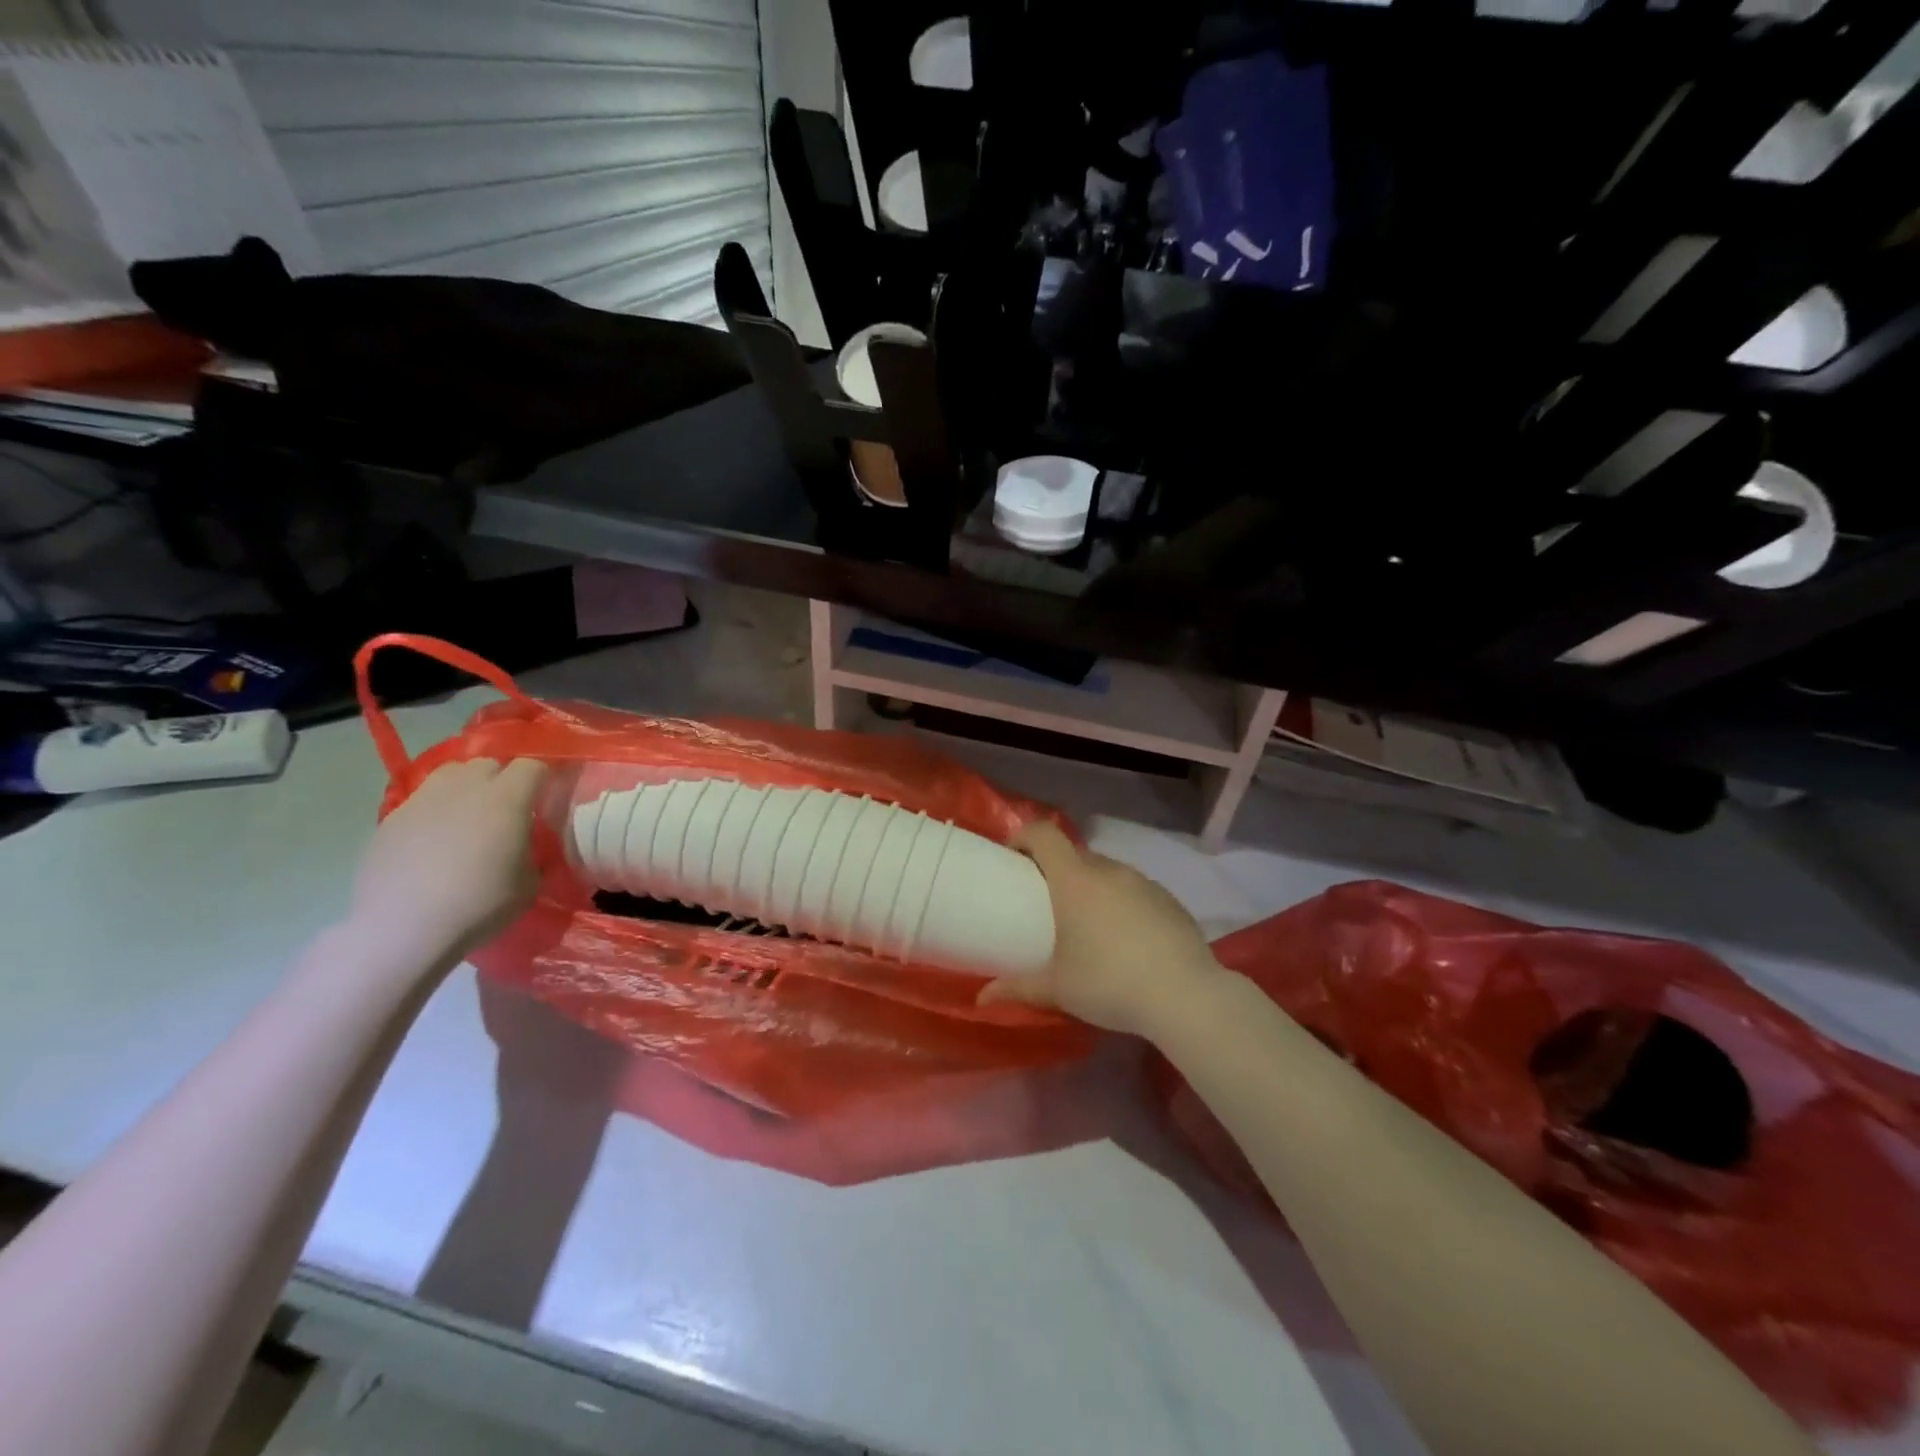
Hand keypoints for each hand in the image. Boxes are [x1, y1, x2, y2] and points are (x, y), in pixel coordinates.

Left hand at [350, 758, 549, 964]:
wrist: (403, 929)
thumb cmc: (479, 905)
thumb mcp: (529, 883)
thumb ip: (533, 853)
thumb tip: (526, 845)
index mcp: (507, 799)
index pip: (533, 766)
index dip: (543, 777)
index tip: (547, 796)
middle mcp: (465, 788)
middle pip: (489, 764)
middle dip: (503, 779)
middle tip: (508, 809)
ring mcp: (423, 800)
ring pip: (451, 774)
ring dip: (466, 787)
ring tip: (469, 817)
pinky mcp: (391, 819)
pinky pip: (422, 801)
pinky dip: (435, 811)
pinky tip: (434, 841)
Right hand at [979, 820, 1228, 1038]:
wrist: (1185, 996)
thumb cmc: (1110, 983)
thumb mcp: (1058, 989)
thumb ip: (1018, 988)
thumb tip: (982, 998)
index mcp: (1075, 880)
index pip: (1043, 834)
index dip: (1023, 836)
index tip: (1012, 857)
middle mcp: (1109, 871)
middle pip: (1075, 854)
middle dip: (1056, 868)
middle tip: (1046, 901)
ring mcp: (1143, 882)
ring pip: (1107, 872)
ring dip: (1091, 887)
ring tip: (1086, 923)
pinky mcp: (1169, 900)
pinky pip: (1134, 890)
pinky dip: (1121, 903)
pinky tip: (1125, 939)